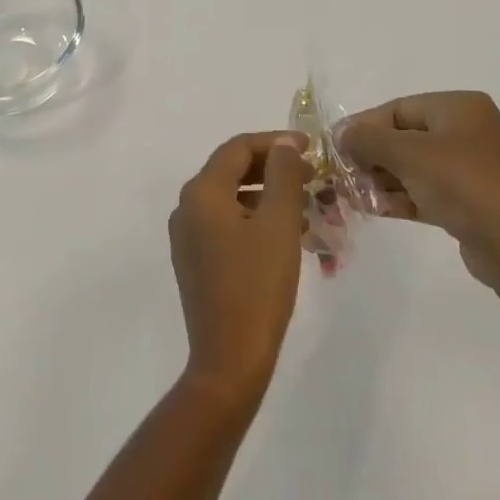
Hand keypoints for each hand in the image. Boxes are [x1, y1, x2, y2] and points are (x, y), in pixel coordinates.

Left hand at [168, 132, 310, 410]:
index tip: (311, 149)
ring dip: (268, 196)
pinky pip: (226, 224)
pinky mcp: (195, 261)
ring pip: (231, 199)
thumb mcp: (279, 223)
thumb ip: (284, 174)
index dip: (275, 142)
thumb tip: (284, 142)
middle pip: (232, 171)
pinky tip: (286, 236)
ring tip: (306, 208)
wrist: (229, 358)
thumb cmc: (257, 285)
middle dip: (274, 169)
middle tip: (312, 177)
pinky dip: (255, 220)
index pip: (237, 148)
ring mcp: (187, 237)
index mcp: (202, 192)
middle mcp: (187, 207)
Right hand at [340, 92, 499, 294]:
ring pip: (412, 166)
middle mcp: (466, 131)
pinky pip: (424, 190)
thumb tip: (341, 134)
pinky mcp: (467, 200)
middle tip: (342, 176)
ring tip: (352, 196)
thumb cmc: (462, 184)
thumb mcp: (409, 154)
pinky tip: (373, 209)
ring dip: (381, 180)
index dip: (363, 126)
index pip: (398, 109)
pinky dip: (399, 197)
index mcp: (459, 108)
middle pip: (403, 137)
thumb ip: (368, 139)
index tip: (335, 147)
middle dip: (371, 157)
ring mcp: (468, 167)